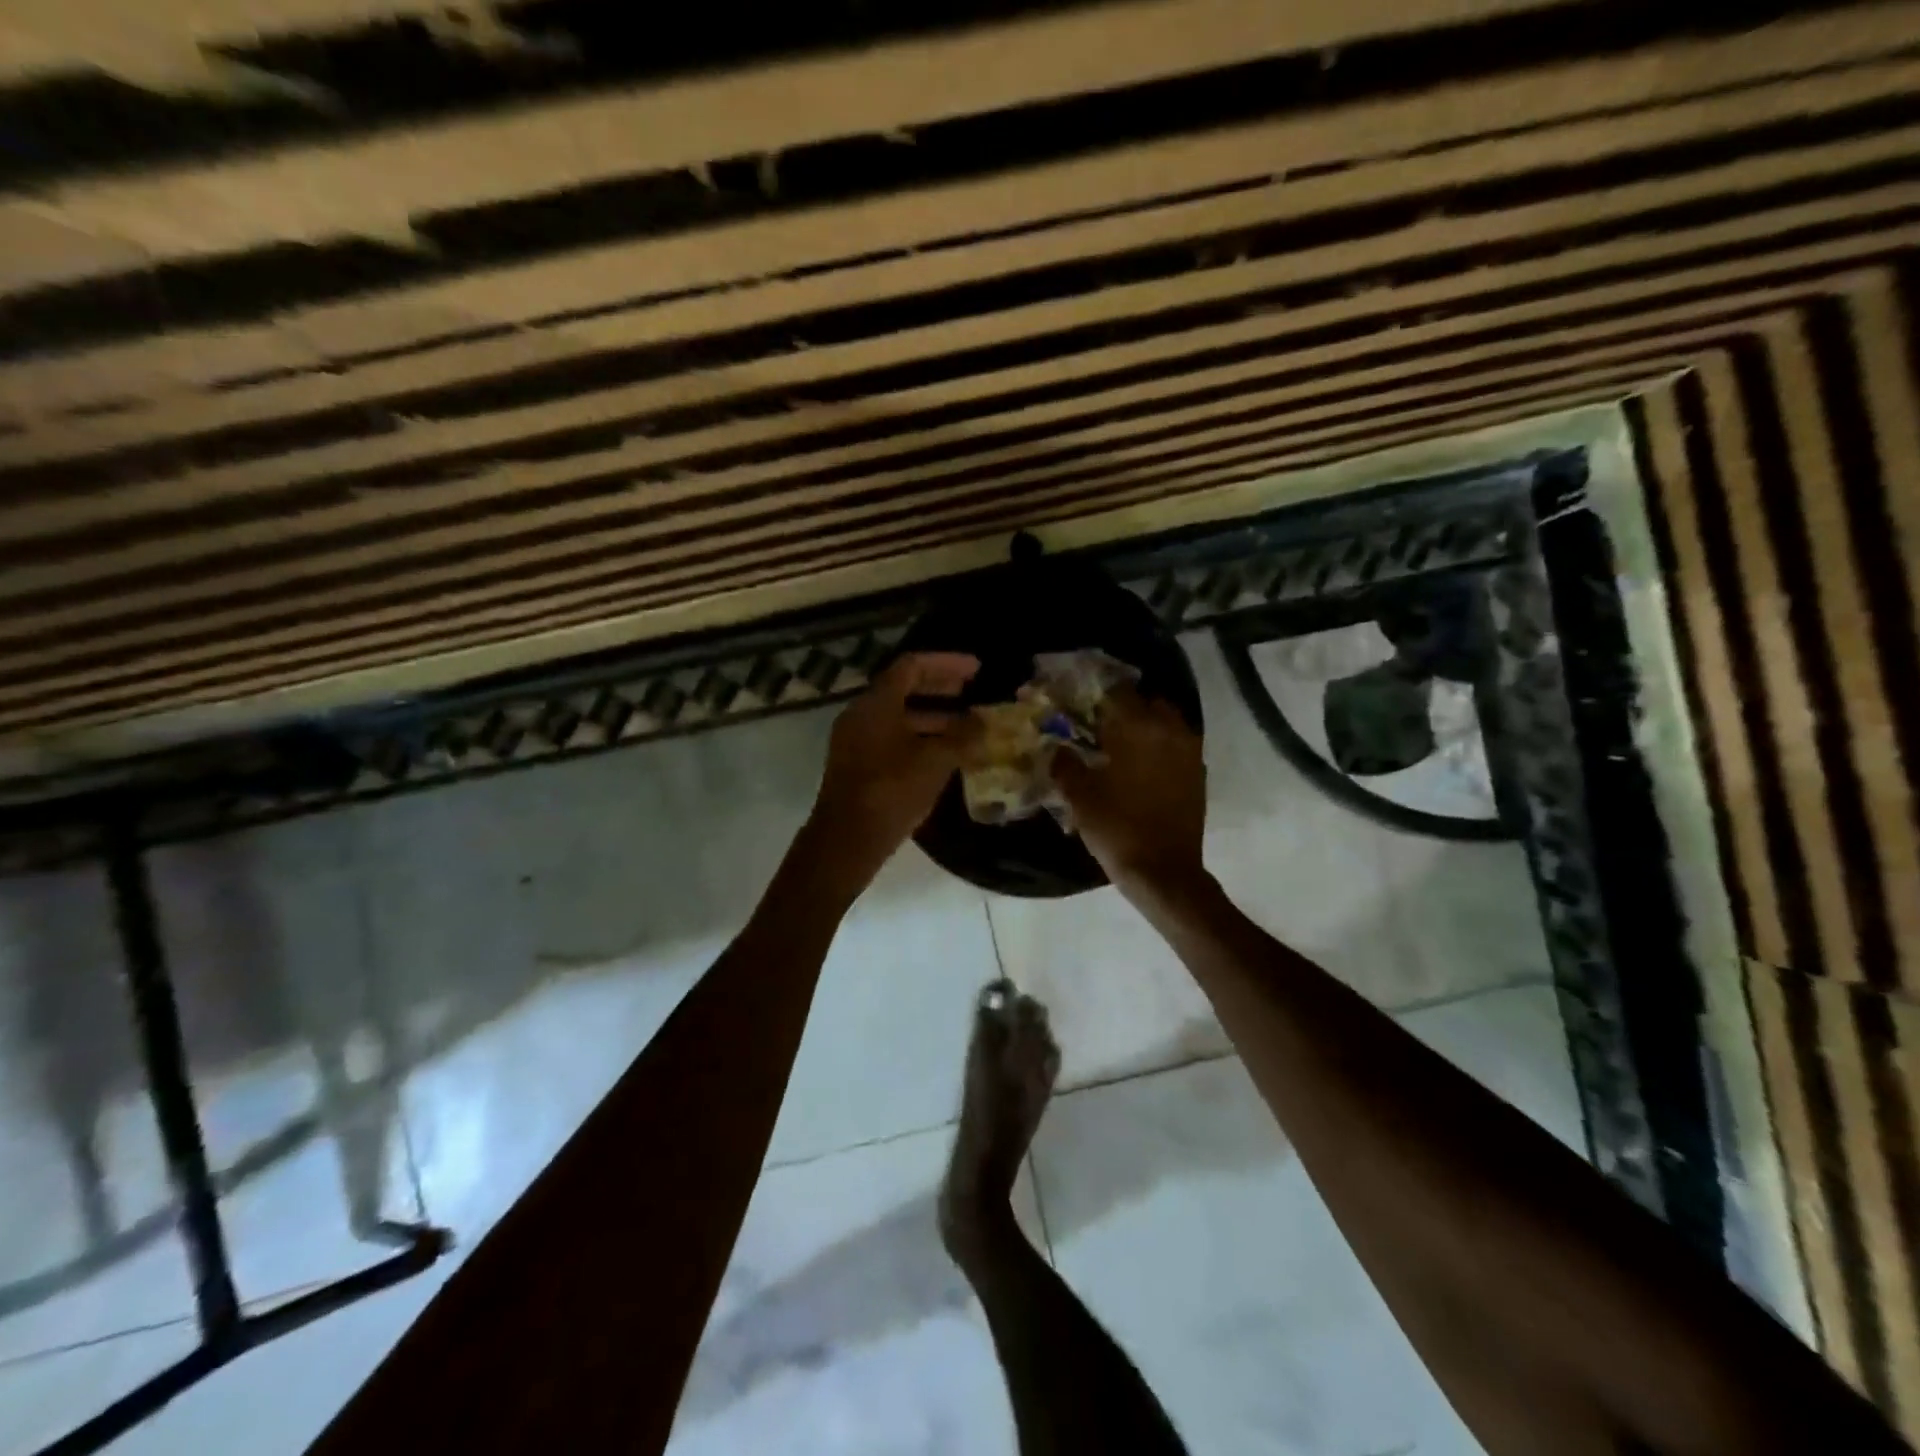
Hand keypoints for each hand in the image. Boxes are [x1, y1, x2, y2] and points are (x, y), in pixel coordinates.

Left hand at [806, 652, 981, 884]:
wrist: (847, 840)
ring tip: (966, 728)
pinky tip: (944, 755)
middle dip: (940, 688)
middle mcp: (862, 714)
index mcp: (876, 703)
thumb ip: (962, 737)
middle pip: (903, 688)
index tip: (977, 670)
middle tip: (972, 691)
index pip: (912, 666)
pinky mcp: (857, 765)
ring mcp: (856, 741)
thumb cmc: (891, 791)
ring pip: (898, 717)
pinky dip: (919, 738)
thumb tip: (983, 722)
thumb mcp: (935, 761)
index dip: (947, 663)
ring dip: (933, 717)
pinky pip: (892, 738)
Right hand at [1052, 686, 1207, 900]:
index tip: (1079, 701)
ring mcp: (1189, 752)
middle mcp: (1170, 731)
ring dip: (1145, 727)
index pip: (1117, 690)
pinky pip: (1177, 746)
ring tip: (1120, 746)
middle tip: (1100, 724)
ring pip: (1166, 723)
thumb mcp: (1079, 796)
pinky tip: (1140, 767)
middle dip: (1125, 707)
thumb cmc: (1118, 829)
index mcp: (1139, 728)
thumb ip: (1065, 763)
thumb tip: (1056, 746)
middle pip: (1147, 702)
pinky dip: (1159, 748)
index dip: (1096, 692)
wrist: (1164, 872)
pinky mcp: (1198, 774)